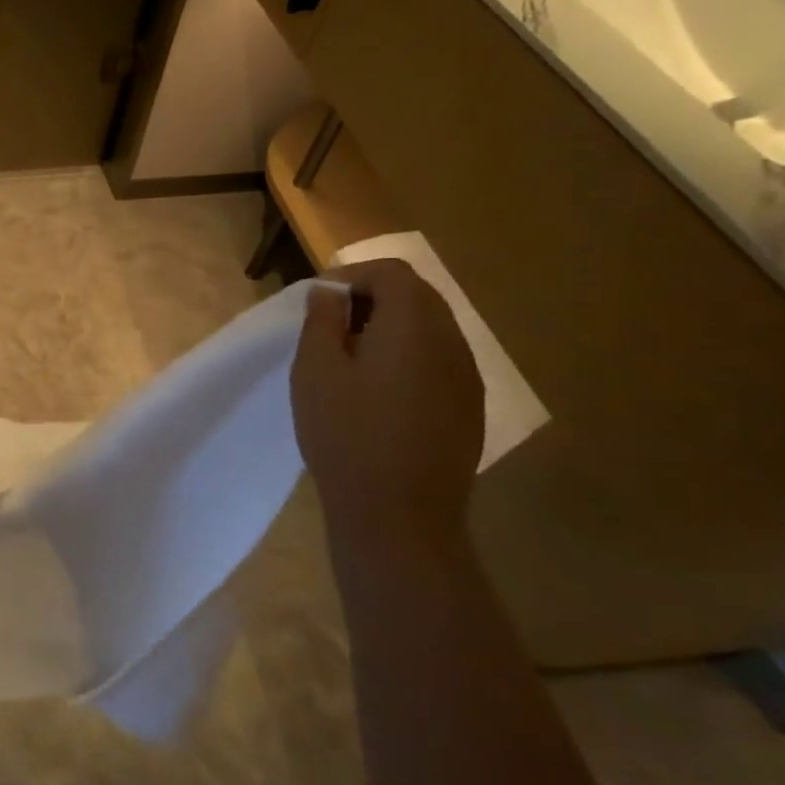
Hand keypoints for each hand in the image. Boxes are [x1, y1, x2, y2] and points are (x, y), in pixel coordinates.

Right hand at [291, 258, 484, 533]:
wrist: (399, 513)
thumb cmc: (346, 434)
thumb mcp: (315, 371)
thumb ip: (321, 321)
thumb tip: (329, 291)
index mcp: (414, 326)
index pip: (391, 272)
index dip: (352, 275)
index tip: (318, 301)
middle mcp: (452, 342)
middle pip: (417, 294)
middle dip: (371, 298)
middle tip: (329, 327)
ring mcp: (468, 375)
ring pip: (431, 327)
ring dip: (390, 327)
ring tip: (350, 359)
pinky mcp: (469, 405)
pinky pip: (439, 359)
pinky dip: (408, 355)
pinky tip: (379, 390)